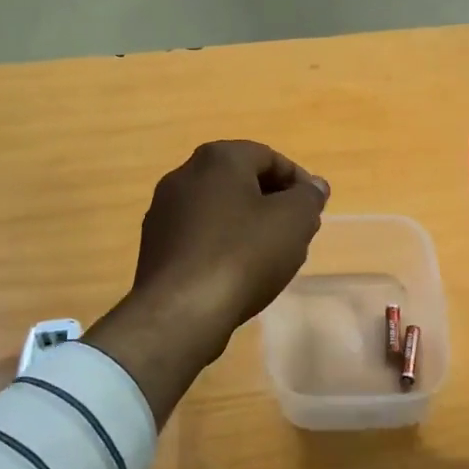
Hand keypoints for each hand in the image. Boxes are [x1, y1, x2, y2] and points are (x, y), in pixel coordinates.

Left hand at [86, 141, 328, 427]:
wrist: (181, 310)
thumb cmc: (244, 254)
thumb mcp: (294, 221)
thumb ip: (308, 197)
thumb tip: (314, 186)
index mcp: (217, 159)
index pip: (268, 157)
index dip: (298, 182)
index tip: (314, 210)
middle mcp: (184, 176)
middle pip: (240, 182)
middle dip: (272, 204)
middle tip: (296, 232)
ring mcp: (163, 212)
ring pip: (218, 210)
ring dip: (246, 226)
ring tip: (269, 258)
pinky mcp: (153, 247)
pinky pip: (199, 237)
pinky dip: (221, 246)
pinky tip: (236, 274)